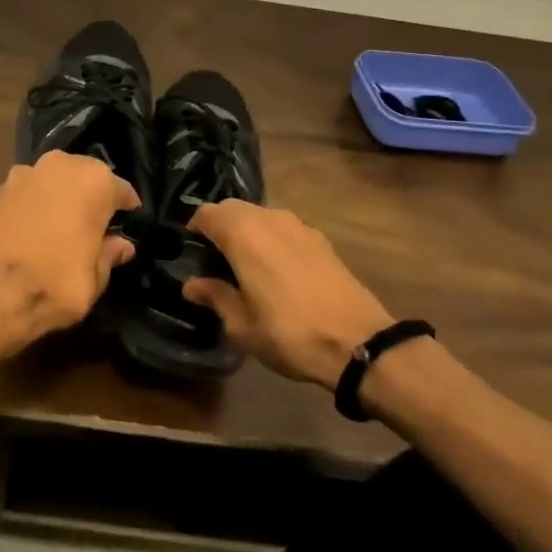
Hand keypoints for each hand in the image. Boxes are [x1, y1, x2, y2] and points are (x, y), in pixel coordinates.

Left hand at [0, 150, 138, 357]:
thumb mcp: (95, 279)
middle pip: (85, 176)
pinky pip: (29, 192)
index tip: (129, 221)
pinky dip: (35, 204)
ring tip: (62, 225)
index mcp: (94, 181)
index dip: (126, 208)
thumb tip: (121, 245)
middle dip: (92, 196)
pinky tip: (35, 228)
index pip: (120, 190)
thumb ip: (109, 254)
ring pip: (54, 180)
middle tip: (95, 224)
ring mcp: (26, 172)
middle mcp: (61, 165)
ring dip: (61, 196)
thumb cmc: (55, 284)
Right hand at [183, 201, 392, 391]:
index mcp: (243, 233)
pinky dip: (272, 239)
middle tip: (215, 259)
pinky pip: (284, 228)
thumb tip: (192, 284)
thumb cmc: (289, 333)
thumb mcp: (242, 325)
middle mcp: (269, 218)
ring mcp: (298, 225)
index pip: (207, 213)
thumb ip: (215, 297)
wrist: (359, 343)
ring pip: (260, 216)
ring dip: (247, 231)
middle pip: (233, 208)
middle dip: (220, 227)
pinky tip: (277, 270)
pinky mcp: (320, 239)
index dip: (194, 229)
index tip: (191, 252)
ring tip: (246, 265)